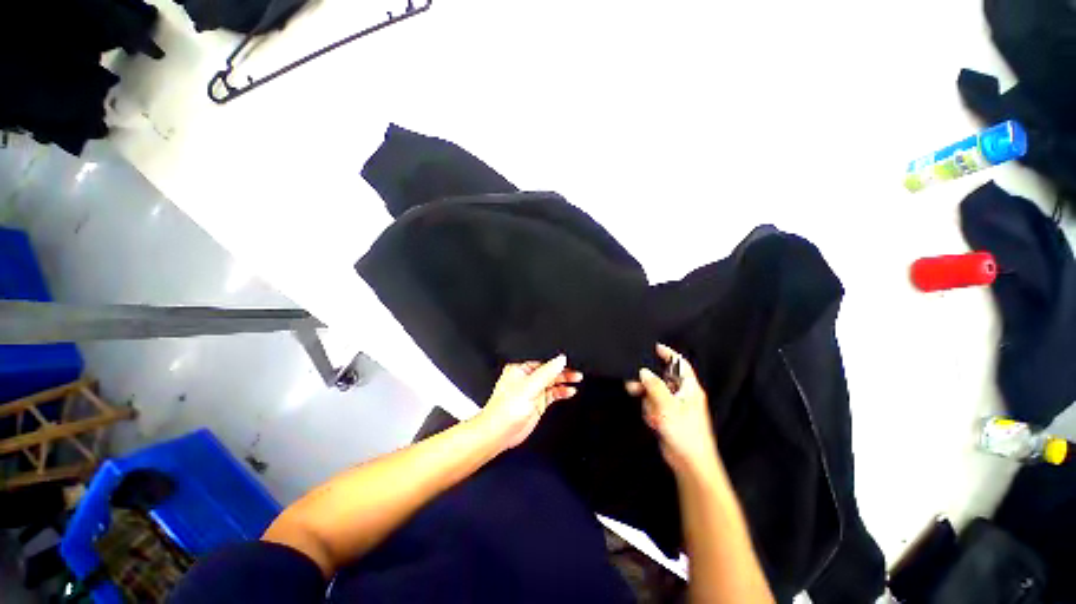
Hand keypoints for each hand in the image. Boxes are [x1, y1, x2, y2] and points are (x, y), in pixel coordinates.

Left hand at [478, 355, 581, 450]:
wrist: (499, 434)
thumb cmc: (504, 410)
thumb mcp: (529, 387)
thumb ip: (546, 373)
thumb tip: (560, 359)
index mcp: (519, 369)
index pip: (542, 361)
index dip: (556, 361)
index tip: (570, 361)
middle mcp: (526, 378)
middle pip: (548, 371)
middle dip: (562, 371)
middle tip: (576, 372)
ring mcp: (532, 391)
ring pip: (552, 382)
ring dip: (564, 381)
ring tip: (577, 379)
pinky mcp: (537, 403)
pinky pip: (552, 394)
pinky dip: (562, 392)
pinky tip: (570, 391)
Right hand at [626, 344, 719, 475]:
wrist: (689, 462)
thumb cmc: (684, 431)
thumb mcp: (667, 406)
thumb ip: (654, 386)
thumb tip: (643, 371)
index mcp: (689, 388)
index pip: (680, 365)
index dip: (669, 354)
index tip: (655, 347)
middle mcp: (682, 395)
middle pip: (661, 379)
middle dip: (648, 385)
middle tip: (632, 386)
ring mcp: (674, 407)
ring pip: (653, 394)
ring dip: (648, 403)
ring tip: (653, 416)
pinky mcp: (667, 417)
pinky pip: (653, 407)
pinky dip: (650, 412)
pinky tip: (654, 423)